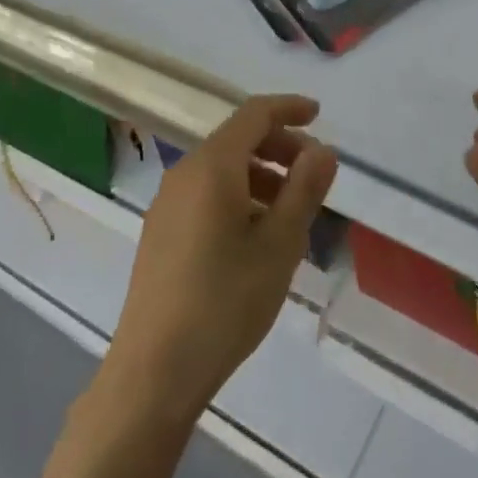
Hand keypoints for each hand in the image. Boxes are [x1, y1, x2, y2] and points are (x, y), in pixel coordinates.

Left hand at [104, 96, 337, 423]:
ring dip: (261, 175)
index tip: (318, 115)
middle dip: (279, 146)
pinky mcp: (161, 231)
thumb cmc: (225, 301)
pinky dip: (239, 196)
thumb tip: (323, 150)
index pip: (254, 115)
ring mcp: (167, 203)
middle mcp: (184, 173)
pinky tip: (258, 236)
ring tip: (292, 212)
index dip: (288, 108)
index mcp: (212, 166)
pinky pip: (206, 194)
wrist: (154, 369)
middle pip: (237, 140)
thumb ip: (304, 190)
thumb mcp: (279, 244)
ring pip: (222, 169)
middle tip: (314, 173)